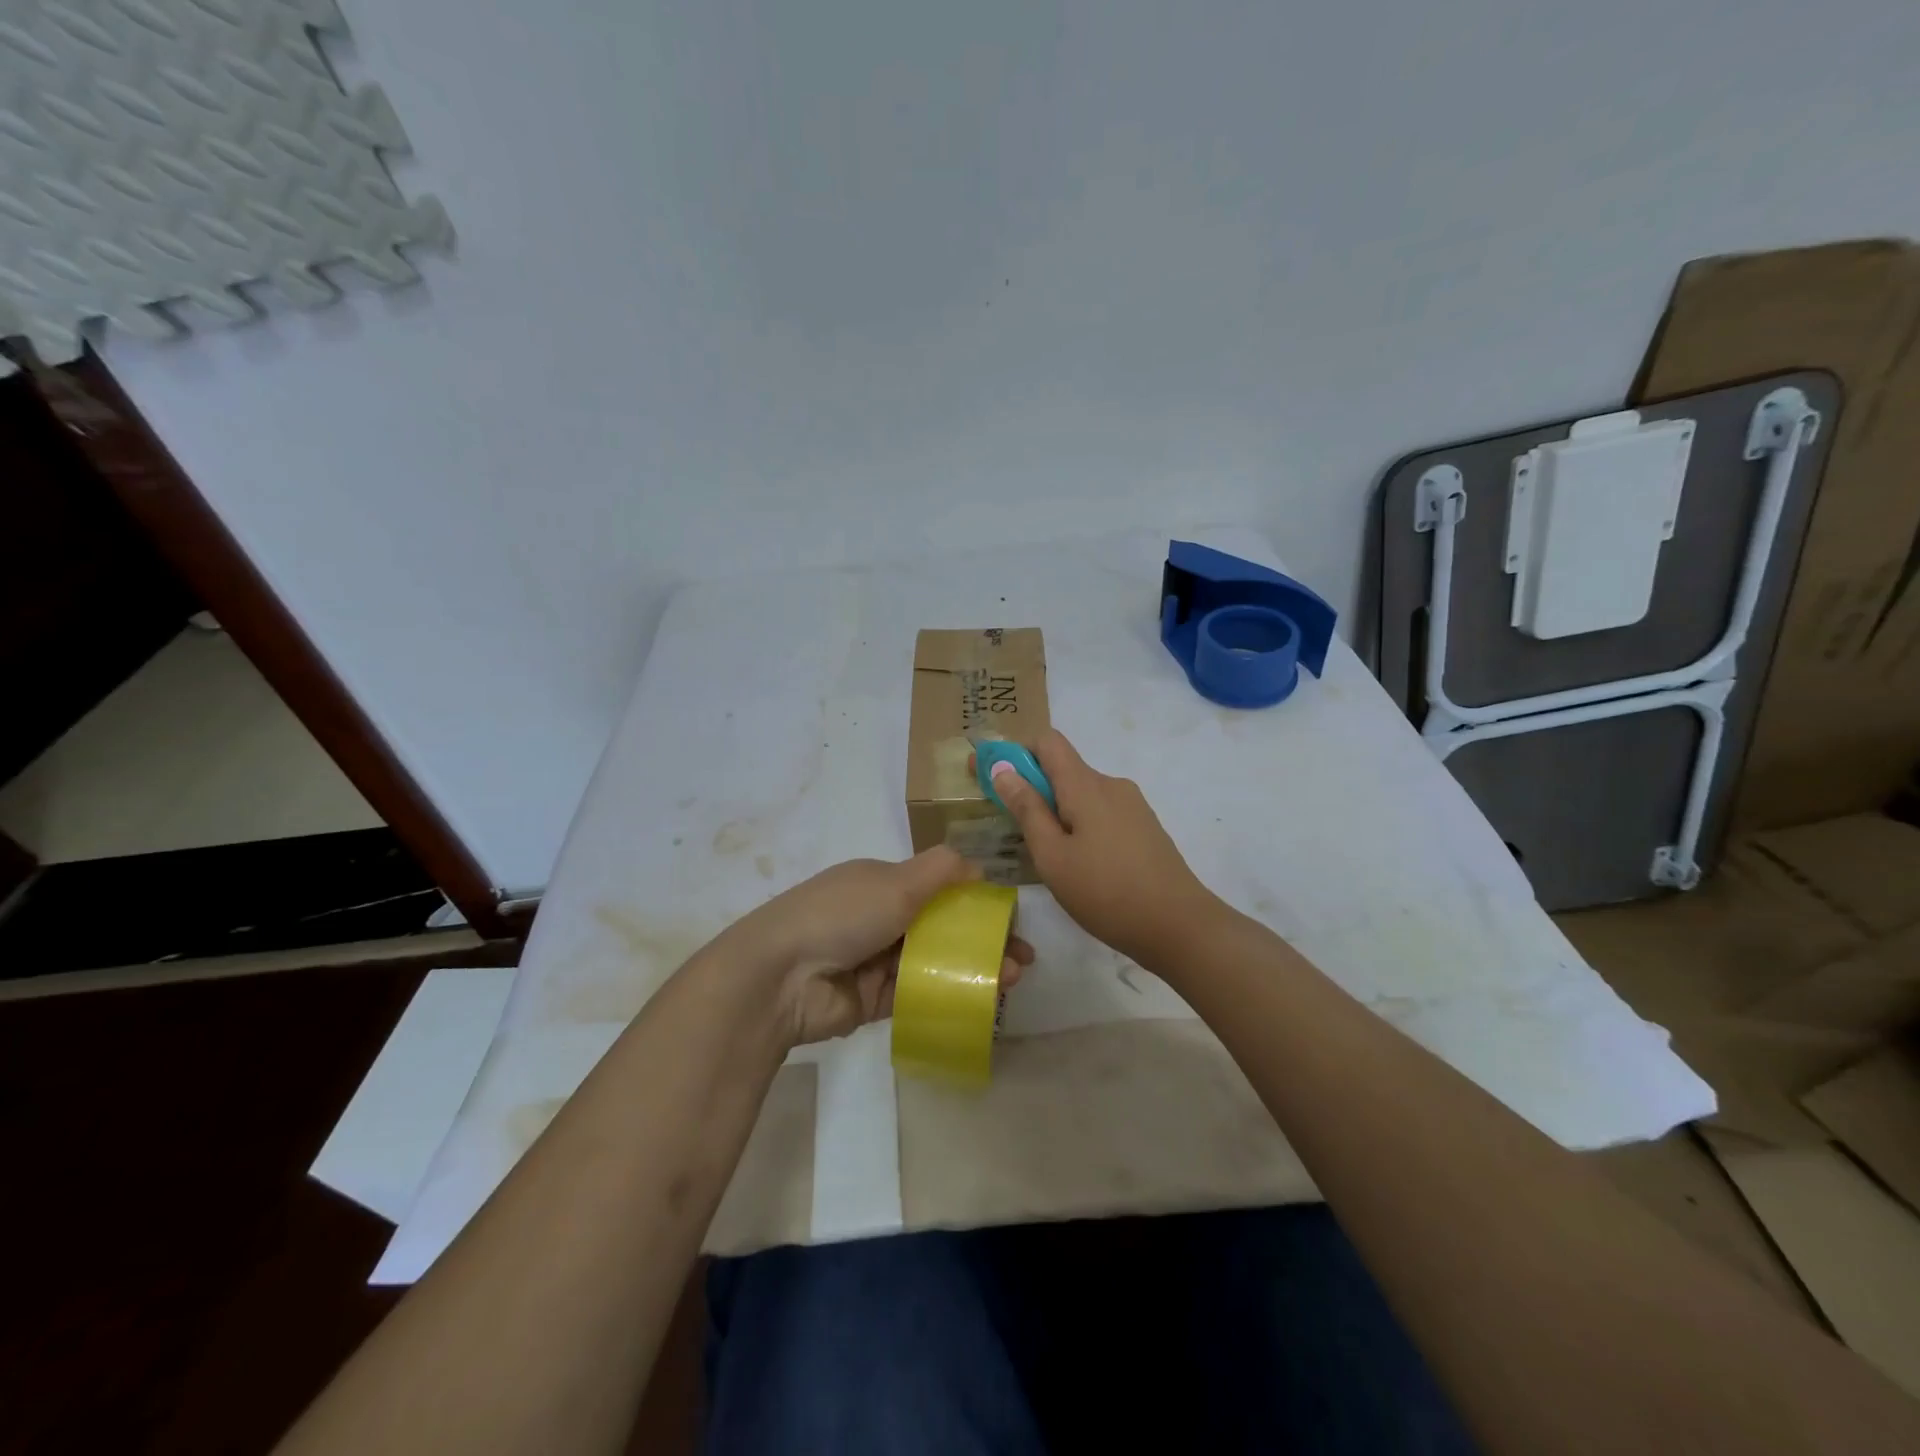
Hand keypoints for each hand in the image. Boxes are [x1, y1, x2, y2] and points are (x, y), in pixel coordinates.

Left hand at [732, 848, 1032, 1046]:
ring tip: (1013, 979)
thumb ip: (942, 870)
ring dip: (974, 967)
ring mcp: (877, 960)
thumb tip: (979, 866)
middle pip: (943, 927)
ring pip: (936, 962)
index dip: (976, 901)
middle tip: (1022, 958)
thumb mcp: (896, 881)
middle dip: (983, 939)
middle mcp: (882, 917)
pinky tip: (984, 999)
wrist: (781, 977)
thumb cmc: (842, 914)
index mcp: (883, 883)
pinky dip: (951, 994)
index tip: (1009, 918)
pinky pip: (920, 994)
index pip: (938, 888)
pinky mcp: (874, 1000)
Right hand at [987, 729, 1218, 969]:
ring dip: (1057, 812)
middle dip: (1033, 790)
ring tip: (1048, 858)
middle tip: (1013, 832)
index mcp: (1086, 785)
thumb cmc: (1106, 892)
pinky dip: (1080, 826)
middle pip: (1063, 769)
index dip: (1016, 753)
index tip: (994, 781)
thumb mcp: (1053, 856)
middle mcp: (1111, 784)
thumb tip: (1002, 768)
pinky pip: (1101, 813)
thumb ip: (1027, 809)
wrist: (1180, 926)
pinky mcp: (1144, 827)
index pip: (1048, 741)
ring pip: (1082, 794)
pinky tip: (1080, 866)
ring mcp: (1132, 806)